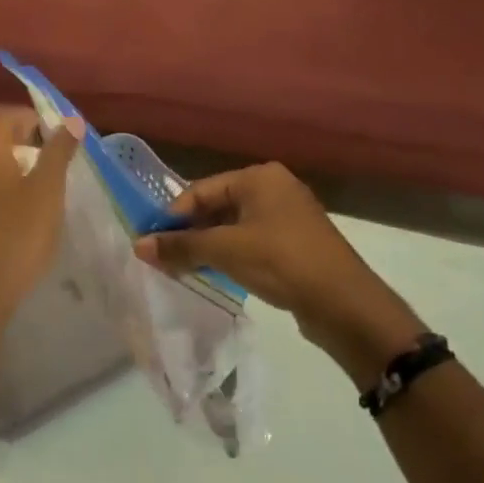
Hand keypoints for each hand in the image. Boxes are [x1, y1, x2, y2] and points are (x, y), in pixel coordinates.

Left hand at [0, 108, 82, 354]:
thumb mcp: (47, 193)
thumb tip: (70, 120)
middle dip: (16, 142)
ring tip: (29, 188)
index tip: (53, 133)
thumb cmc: (16, 238)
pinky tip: (6, 215)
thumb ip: (58, 152)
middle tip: (45, 159)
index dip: (29, 117)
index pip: (2, 115)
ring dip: (1, 168)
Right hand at [134, 162, 426, 388]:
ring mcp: (287, 216)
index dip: (173, 215)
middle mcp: (274, 188)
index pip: (201, 189)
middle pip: (217, 206)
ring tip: (183, 269)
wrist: (345, 304)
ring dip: (208, 246)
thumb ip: (180, 246)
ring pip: (233, 226)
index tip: (151, 242)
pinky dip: (230, 255)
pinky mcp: (295, 244)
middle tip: (164, 258)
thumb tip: (138, 246)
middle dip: (190, 232)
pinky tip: (215, 275)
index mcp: (258, 177)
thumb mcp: (225, 251)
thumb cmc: (281, 262)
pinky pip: (251, 242)